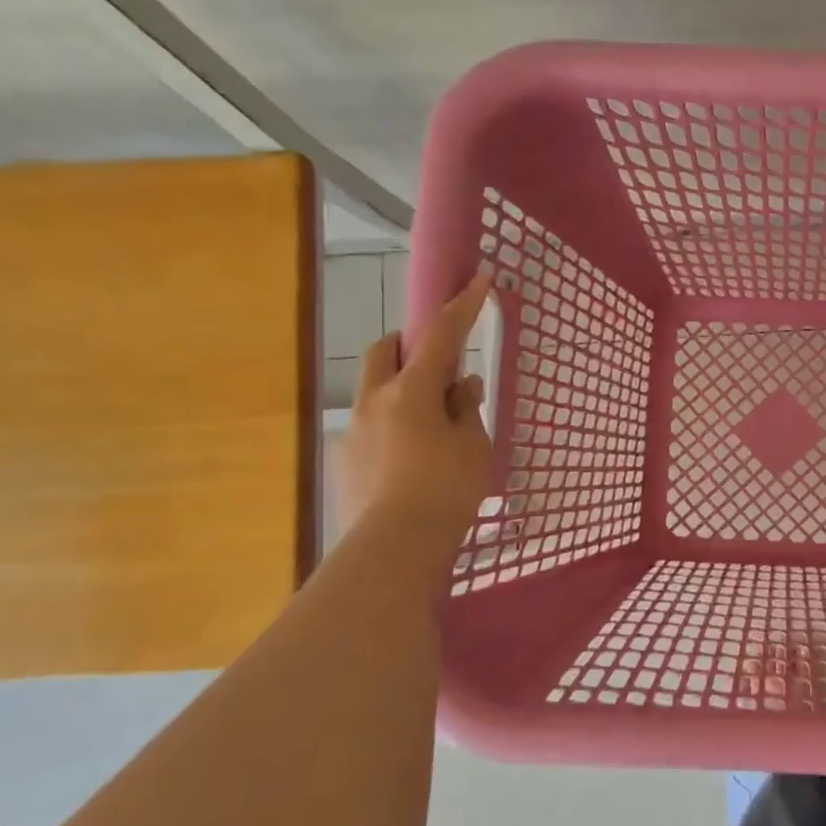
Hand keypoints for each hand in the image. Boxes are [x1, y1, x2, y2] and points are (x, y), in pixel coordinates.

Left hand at [340, 270, 495, 543]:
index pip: (441, 335)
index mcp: (412, 391)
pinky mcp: (346, 460)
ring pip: (376, 390)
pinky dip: (393, 426)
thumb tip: (460, 387)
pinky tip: (412, 462)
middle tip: (441, 365)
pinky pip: (371, 426)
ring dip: (402, 390)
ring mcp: (355, 430)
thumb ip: (466, 409)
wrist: (395, 547)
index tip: (478, 278)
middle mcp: (375, 401)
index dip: (462, 305)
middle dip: (411, 344)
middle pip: (386, 350)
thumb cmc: (446, 489)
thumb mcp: (473, 445)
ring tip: (432, 427)